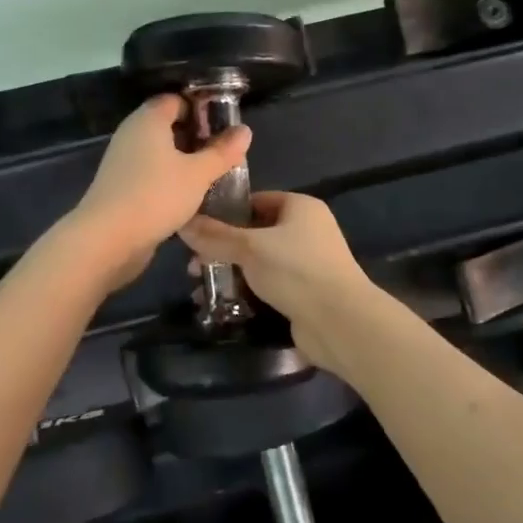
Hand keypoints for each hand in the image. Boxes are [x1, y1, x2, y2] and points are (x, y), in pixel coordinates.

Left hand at [63, 94, 250, 290]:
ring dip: (184, 160)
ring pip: (160, 151)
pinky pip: (150, 172)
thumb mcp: (198, 174)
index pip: (176, 100)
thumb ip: (223, 151)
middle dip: (196, 136)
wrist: (107, 240)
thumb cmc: (156, 196)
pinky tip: (189, 196)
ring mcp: (123, 161)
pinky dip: (169, 178)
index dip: (201, 108)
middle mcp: (132, 134)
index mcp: (149, 120)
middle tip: (223, 152)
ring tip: (211, 175)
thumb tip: (245, 130)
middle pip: (168, 125)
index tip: (224, 126)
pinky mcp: (120, 186)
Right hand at [178, 193, 376, 370]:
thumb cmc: (296, 271)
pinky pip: (270, 284)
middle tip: (194, 266)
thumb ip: (215, 236)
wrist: (339, 322)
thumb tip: (183, 223)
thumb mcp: (250, 248)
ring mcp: (308, 262)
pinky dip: (248, 291)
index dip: (225, 212)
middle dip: (224, 248)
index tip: (196, 229)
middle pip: (256, 232)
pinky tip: (223, 304)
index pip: (256, 200)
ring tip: (202, 288)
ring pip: (261, 261)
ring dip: (233, 272)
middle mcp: (307, 229)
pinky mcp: (306, 291)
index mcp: (300, 207)